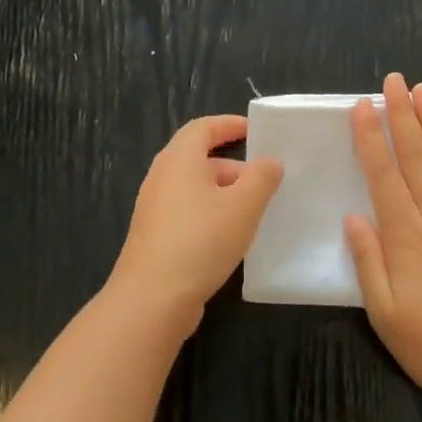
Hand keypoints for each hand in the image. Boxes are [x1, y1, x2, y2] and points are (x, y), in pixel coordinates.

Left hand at [107, 114, 283, 332]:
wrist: (153, 297)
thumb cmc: (201, 240)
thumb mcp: (244, 205)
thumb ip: (262, 177)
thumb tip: (269, 161)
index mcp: (179, 159)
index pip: (203, 128)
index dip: (229, 125)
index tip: (254, 131)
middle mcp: (161, 177)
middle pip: (198, 158)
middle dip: (232, 166)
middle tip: (264, 180)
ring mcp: (154, 208)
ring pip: (193, 188)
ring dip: (223, 193)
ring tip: (253, 210)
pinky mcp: (154, 235)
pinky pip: (186, 212)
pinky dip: (209, 213)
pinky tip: (229, 237)